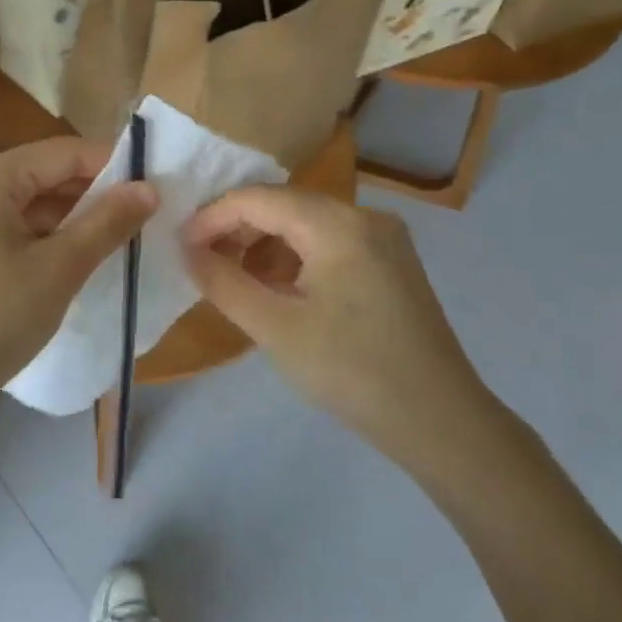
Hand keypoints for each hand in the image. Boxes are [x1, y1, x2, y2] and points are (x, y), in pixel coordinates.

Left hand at [0, 137, 156, 444]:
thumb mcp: (60, 269)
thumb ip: (107, 222)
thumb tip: (149, 188)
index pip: (61, 153)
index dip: (111, 165)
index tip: (152, 187)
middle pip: (36, 176)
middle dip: (86, 196)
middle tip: (135, 220)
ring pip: (16, 205)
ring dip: (60, 221)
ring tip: (104, 245)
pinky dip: (30, 238)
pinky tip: (57, 264)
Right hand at [182, 187, 491, 464]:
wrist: (441, 422)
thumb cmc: (352, 372)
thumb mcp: (275, 328)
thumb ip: (223, 282)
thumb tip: (188, 251)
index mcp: (338, 224)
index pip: (258, 199)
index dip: (212, 217)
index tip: (180, 246)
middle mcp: (365, 216)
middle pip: (284, 205)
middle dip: (237, 229)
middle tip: (202, 262)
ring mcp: (384, 239)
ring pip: (307, 223)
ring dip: (265, 244)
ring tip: (234, 279)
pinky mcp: (392, 263)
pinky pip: (330, 243)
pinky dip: (295, 258)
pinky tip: (277, 289)